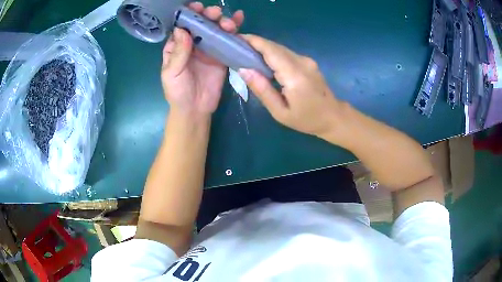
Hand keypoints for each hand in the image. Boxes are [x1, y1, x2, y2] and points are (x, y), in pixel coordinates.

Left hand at [161, 2, 243, 117]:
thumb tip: (182, 29)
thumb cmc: (178, 92)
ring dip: (222, 21)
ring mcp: (209, 49)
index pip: (183, 25)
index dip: (189, 14)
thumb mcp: (172, 73)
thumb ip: (178, 52)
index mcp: (178, 46)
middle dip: (208, 16)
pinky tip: (240, 20)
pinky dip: (234, 30)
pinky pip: (228, 41)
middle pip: (201, 24)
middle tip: (215, 14)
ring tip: (228, 22)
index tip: (196, 7)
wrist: (195, 110)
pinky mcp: (222, 56)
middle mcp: (193, 44)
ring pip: (216, 30)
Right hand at [238, 35, 345, 137]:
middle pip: (274, 46)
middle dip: (254, 43)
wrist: (333, 116)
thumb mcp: (280, 112)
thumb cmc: (306, 119)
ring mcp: (306, 60)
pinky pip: (286, 53)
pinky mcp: (308, 61)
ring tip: (245, 53)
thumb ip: (262, 90)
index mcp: (294, 75)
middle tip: (236, 48)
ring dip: (262, 48)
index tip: (235, 39)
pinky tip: (263, 61)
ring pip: (280, 48)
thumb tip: (243, 69)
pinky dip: (272, 54)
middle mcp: (301, 62)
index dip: (252, 41)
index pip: (270, 50)